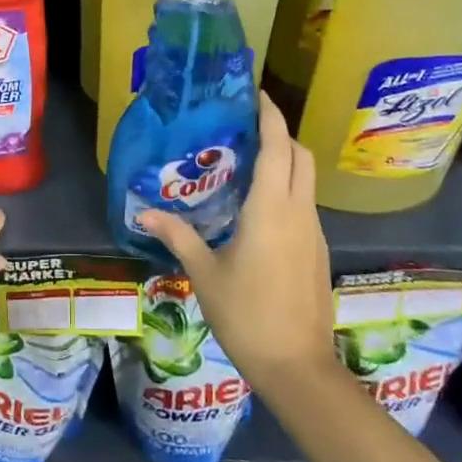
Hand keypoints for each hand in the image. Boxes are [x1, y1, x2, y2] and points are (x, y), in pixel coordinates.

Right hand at [138, 93, 337, 391]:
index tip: (257, 94)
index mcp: (271, 209)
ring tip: (247, 166)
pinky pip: (305, 205)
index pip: (277, 147)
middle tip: (247, 129)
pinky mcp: (318, 252)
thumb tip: (143, 214)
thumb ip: (178, 237)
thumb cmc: (246, 315)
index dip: (270, 115)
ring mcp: (314, 233)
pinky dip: (288, 190)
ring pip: (306, 181)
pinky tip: (260, 210)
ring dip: (285, 162)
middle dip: (280, 134)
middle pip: (300, 156)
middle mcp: (299, 212)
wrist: (298, 368)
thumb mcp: (205, 274)